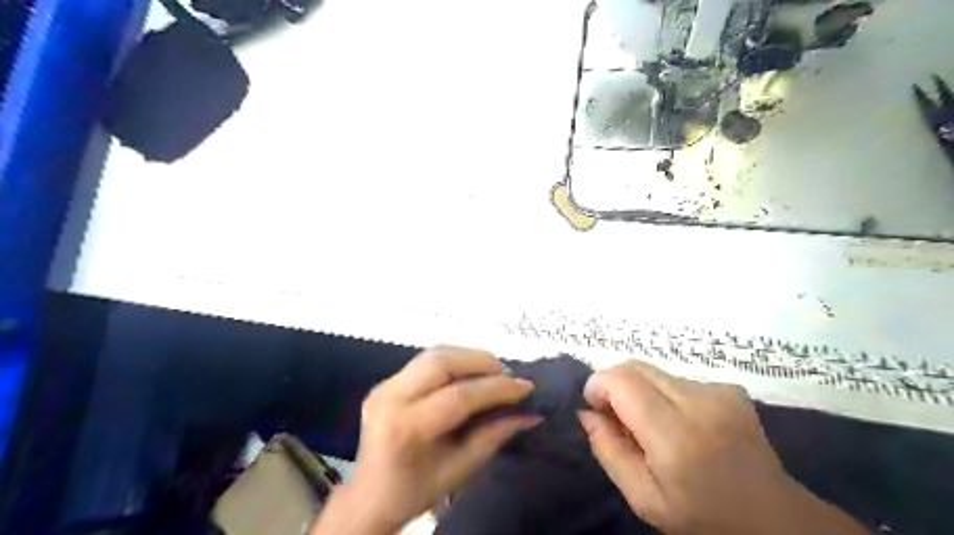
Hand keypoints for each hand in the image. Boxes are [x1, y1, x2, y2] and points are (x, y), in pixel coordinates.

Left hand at [314, 345, 534, 531]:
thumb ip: (495, 435)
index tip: (525, 387)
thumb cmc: (415, 490)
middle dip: (481, 361)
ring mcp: (384, 385)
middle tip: (508, 374)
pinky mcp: (386, 381)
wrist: (369, 497)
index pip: (459, 396)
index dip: (496, 388)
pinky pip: (425, 361)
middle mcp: (390, 397)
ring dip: (468, 357)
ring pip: (433, 354)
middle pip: (441, 361)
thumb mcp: (460, 469)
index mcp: (406, 427)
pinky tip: (469, 374)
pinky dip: (454, 361)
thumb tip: (530, 414)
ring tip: (493, 371)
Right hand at [578, 359, 870, 534]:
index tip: (595, 409)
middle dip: (614, 385)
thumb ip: (608, 451)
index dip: (597, 386)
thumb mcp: (644, 499)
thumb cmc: (703, 518)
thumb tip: (586, 412)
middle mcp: (699, 402)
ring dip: (640, 391)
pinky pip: (677, 379)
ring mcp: (719, 391)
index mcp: (676, 436)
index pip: (621, 381)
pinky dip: (664, 394)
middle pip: (635, 367)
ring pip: (654, 371)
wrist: (776, 520)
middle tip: (617, 418)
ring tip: (651, 426)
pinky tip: (679, 423)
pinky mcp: (729, 388)